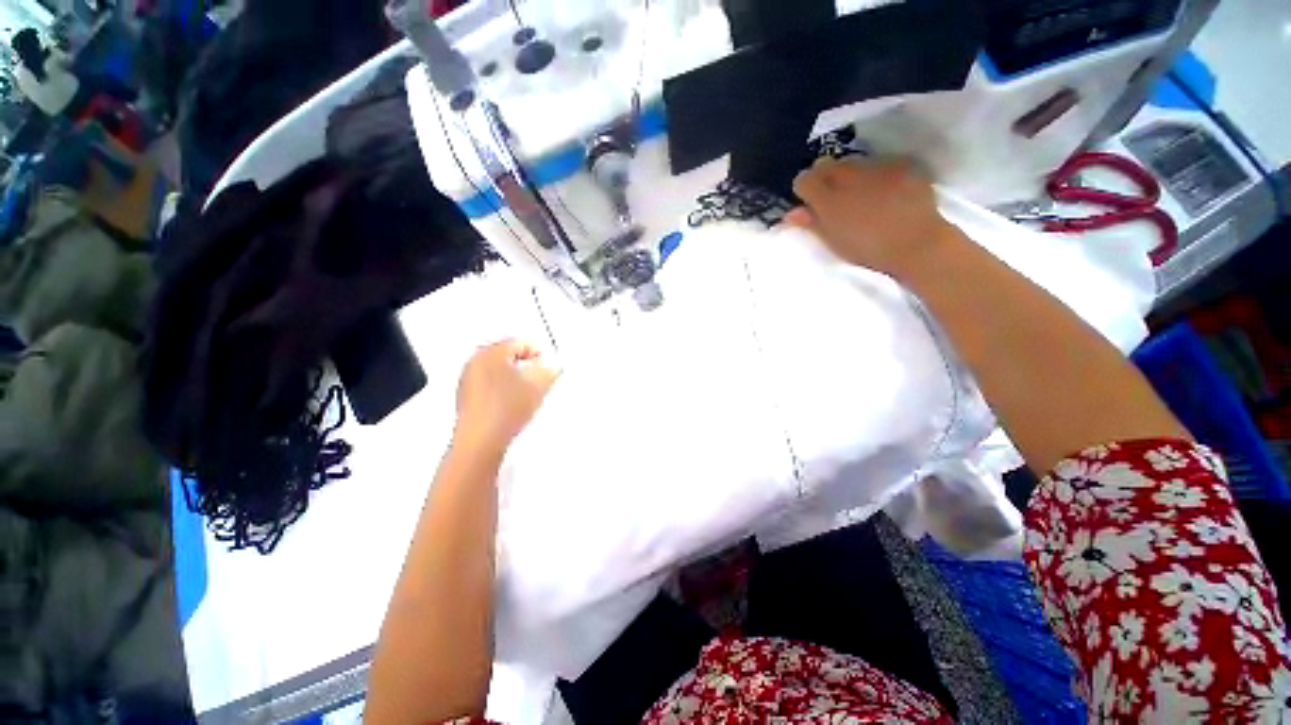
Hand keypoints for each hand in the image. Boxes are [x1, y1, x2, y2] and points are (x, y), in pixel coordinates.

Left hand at [453, 339, 559, 456]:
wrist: (481, 440)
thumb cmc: (506, 409)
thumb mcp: (539, 384)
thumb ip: (550, 369)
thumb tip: (551, 367)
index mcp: (491, 351)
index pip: (521, 342)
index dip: (540, 353)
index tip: (550, 365)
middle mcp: (475, 361)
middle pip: (508, 356)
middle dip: (527, 365)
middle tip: (541, 377)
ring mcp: (468, 380)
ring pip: (500, 372)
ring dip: (516, 378)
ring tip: (528, 393)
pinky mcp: (466, 399)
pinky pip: (491, 386)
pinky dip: (504, 390)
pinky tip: (513, 405)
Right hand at [785, 158, 960, 279]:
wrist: (916, 243)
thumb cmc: (867, 249)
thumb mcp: (833, 241)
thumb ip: (811, 223)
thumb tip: (791, 213)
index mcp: (828, 198)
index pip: (804, 180)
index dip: (804, 190)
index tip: (810, 203)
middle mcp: (849, 176)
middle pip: (826, 165)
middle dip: (825, 178)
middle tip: (833, 199)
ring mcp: (876, 167)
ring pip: (852, 162)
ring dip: (849, 175)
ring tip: (859, 194)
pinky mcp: (900, 165)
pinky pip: (879, 164)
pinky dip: (876, 175)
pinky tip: (884, 191)